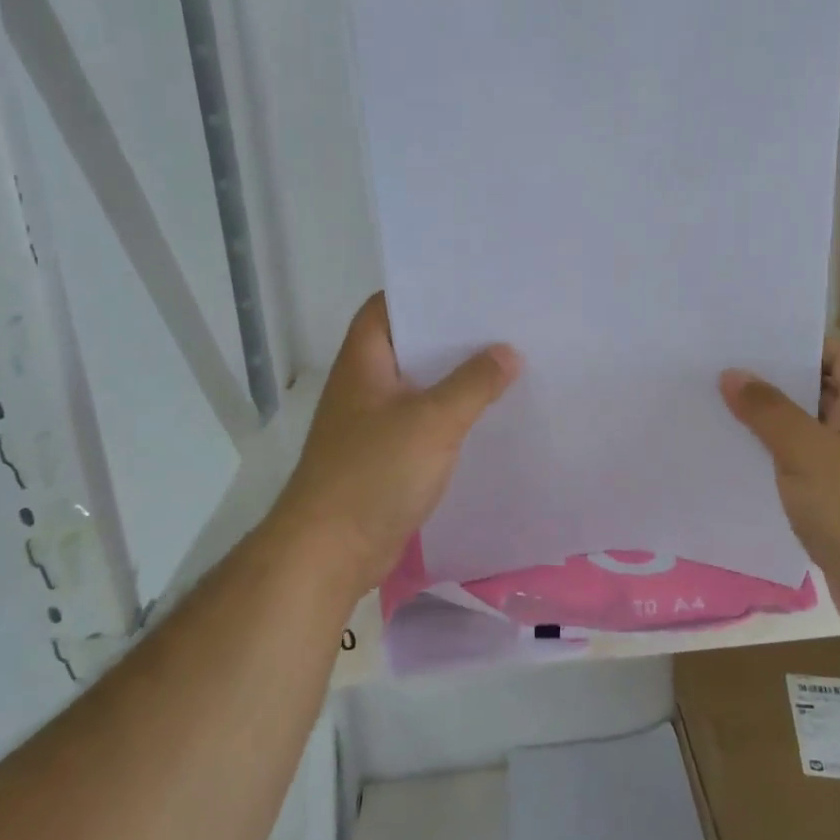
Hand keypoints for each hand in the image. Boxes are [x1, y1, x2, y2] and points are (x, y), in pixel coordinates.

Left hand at [267, 294, 519, 598]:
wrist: (330, 551)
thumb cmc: (374, 473)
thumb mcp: (433, 421)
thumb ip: (473, 384)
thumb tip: (509, 352)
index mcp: (365, 361)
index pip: (388, 306)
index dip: (424, 292)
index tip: (471, 287)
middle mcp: (365, 384)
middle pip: (410, 345)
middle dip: (453, 336)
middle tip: (504, 323)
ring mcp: (373, 422)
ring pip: (420, 386)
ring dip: (455, 378)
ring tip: (507, 363)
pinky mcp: (385, 456)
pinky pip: (423, 422)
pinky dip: (451, 416)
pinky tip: (487, 416)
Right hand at [721, 334, 839, 638]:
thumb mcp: (808, 452)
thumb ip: (768, 410)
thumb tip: (732, 373)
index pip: (833, 354)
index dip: (793, 341)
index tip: (743, 338)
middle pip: (814, 392)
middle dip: (768, 383)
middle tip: (712, 370)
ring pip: (802, 436)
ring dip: (765, 427)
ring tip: (710, 410)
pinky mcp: (839, 507)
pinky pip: (799, 473)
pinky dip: (771, 465)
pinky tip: (731, 463)